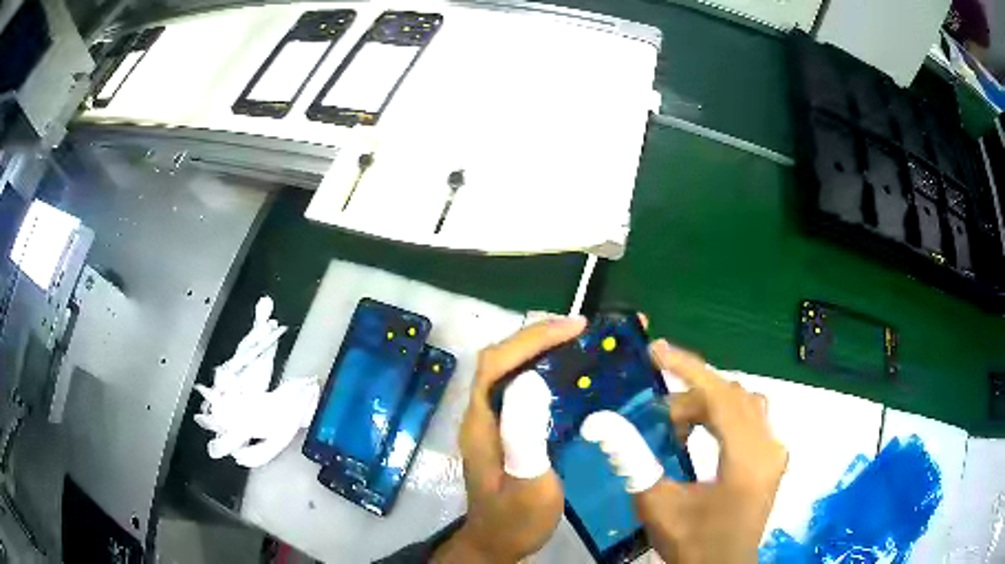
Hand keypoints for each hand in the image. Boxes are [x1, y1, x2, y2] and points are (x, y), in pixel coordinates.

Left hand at [433, 316, 586, 563]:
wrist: (498, 543)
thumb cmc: (514, 520)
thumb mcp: (527, 486)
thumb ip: (525, 438)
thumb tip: (531, 380)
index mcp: (481, 422)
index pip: (495, 363)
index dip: (530, 339)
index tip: (574, 328)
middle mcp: (483, 413)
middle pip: (503, 359)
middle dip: (541, 337)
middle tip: (586, 331)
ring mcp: (494, 421)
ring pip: (515, 371)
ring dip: (546, 352)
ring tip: (585, 345)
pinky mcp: (508, 430)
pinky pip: (526, 389)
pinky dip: (551, 374)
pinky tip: (577, 377)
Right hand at [581, 340, 786, 563]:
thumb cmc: (692, 542)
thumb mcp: (657, 505)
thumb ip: (632, 460)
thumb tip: (603, 423)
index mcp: (747, 458)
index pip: (721, 396)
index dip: (687, 369)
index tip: (656, 351)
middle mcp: (770, 447)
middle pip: (733, 396)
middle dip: (692, 394)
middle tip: (657, 412)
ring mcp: (775, 452)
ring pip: (744, 404)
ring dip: (709, 404)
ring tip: (676, 424)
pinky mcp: (773, 459)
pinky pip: (750, 419)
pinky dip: (722, 416)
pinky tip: (700, 435)